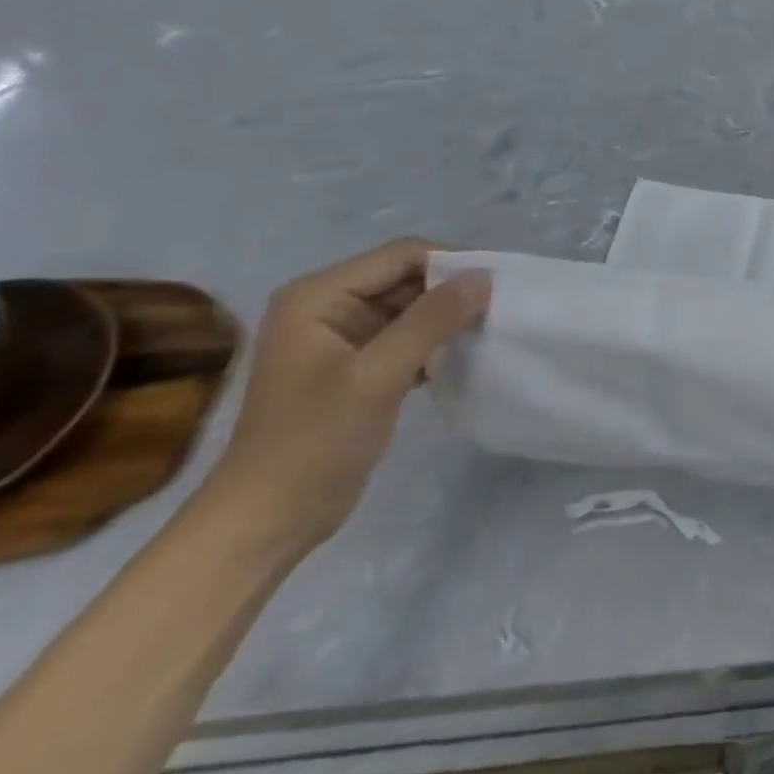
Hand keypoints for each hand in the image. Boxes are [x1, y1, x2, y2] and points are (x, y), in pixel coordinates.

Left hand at [205, 240, 490, 557]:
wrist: (270, 518)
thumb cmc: (314, 442)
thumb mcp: (377, 376)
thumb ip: (431, 321)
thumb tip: (484, 276)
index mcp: (318, 296)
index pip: (402, 255)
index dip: (453, 264)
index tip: (500, 287)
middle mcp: (329, 306)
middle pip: (409, 277)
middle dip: (454, 291)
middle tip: (503, 310)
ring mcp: (345, 337)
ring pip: (414, 307)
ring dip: (450, 318)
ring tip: (491, 331)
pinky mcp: (361, 366)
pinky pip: (411, 336)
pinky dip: (439, 342)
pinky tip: (464, 358)